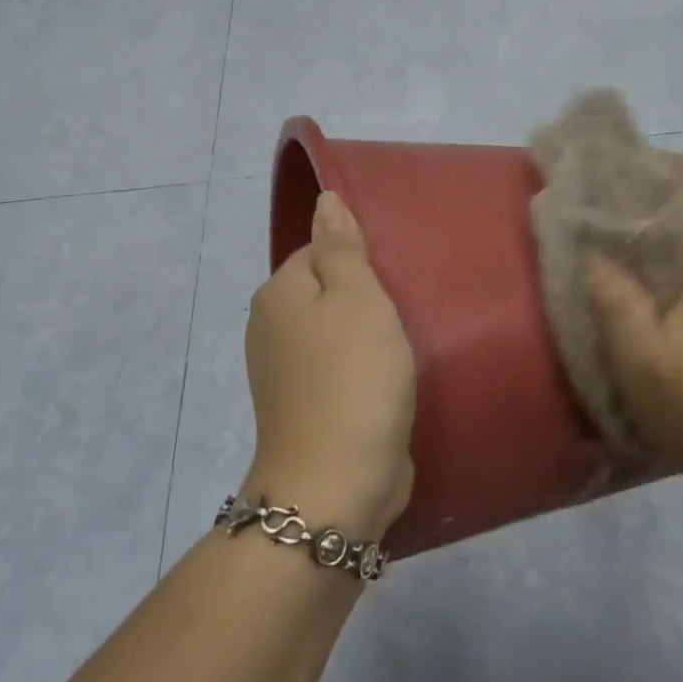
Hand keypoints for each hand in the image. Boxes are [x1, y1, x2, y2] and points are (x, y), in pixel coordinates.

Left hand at [241, 191, 416, 542]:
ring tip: (410, 339)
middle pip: (325, 292)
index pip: (319, 251)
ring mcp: (286, 375)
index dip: (360, 257)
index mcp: (278, 295)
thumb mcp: (356, 298)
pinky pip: (340, 371)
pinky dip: (364, 370)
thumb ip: (342, 247)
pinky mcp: (309, 409)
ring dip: (368, 336)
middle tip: (411, 305)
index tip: (398, 273)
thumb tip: (325, 200)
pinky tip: (393, 377)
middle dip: (366, 297)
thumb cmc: (352, 377)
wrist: (337, 482)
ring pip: (334, 334)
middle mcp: (271, 330)